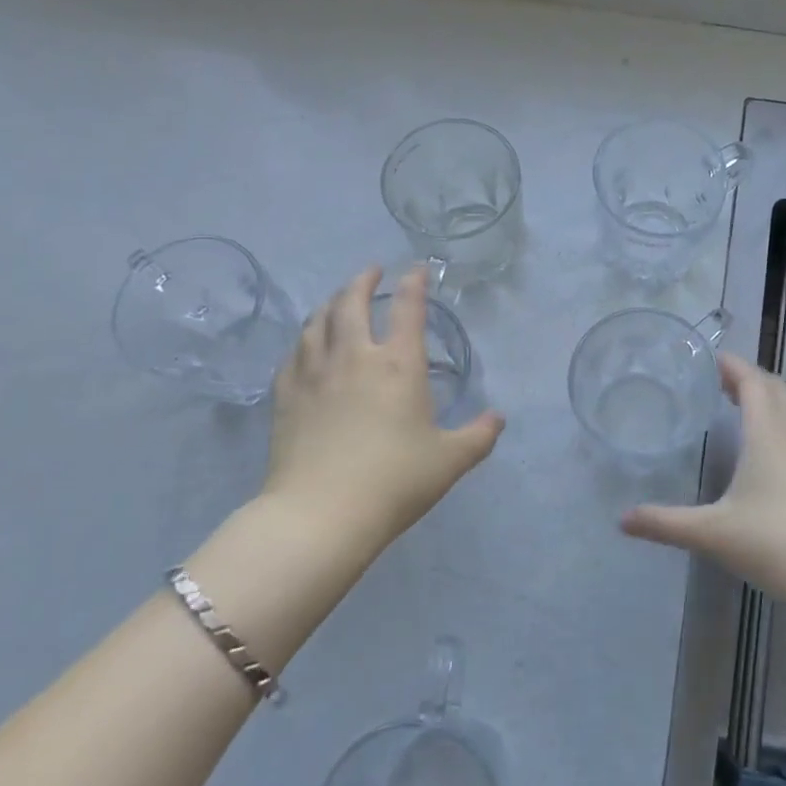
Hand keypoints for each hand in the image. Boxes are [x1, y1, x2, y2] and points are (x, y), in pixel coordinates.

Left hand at [264, 265, 503, 553]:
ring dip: (331, 304)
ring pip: (318, 322)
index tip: (416, 270)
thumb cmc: (394, 482)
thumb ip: (479, 435)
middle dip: (363, 281)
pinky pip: (293, 354)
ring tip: (338, 302)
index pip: (408, 308)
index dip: (414, 284)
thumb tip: (498, 418)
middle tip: (372, 273)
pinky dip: (304, 340)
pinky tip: (306, 345)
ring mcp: (314, 373)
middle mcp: (354, 357)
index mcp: (398, 365)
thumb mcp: (450, 461)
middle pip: (352, 302)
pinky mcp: (286, 395)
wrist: (321, 515)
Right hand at [621, 353, 785, 607]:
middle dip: (745, 375)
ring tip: (731, 403)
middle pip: (772, 386)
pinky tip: (758, 446)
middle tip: (712, 379)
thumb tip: (622, 519)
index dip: (729, 364)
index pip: (751, 379)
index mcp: (768, 432)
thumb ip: (665, 523)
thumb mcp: (713, 533)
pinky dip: (773, 419)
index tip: (703, 358)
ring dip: (762, 396)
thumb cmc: (778, 544)